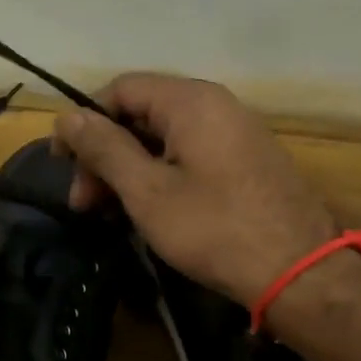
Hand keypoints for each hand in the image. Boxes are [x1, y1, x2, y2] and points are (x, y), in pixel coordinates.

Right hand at [52, 73, 337, 308]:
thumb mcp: (146, 190)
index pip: (120, 89)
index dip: (84, 122)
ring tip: (107, 214)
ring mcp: (234, 134)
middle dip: (103, 155)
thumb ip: (104, 149)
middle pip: (140, 114)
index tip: (63, 164)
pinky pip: (187, 155)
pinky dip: (157, 177)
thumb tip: (66, 117)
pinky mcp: (244, 162)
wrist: (297, 271)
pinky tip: (144, 212)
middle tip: (83, 203)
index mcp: (190, 102)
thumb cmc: (213, 228)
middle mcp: (215, 105)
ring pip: (162, 139)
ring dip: (127, 171)